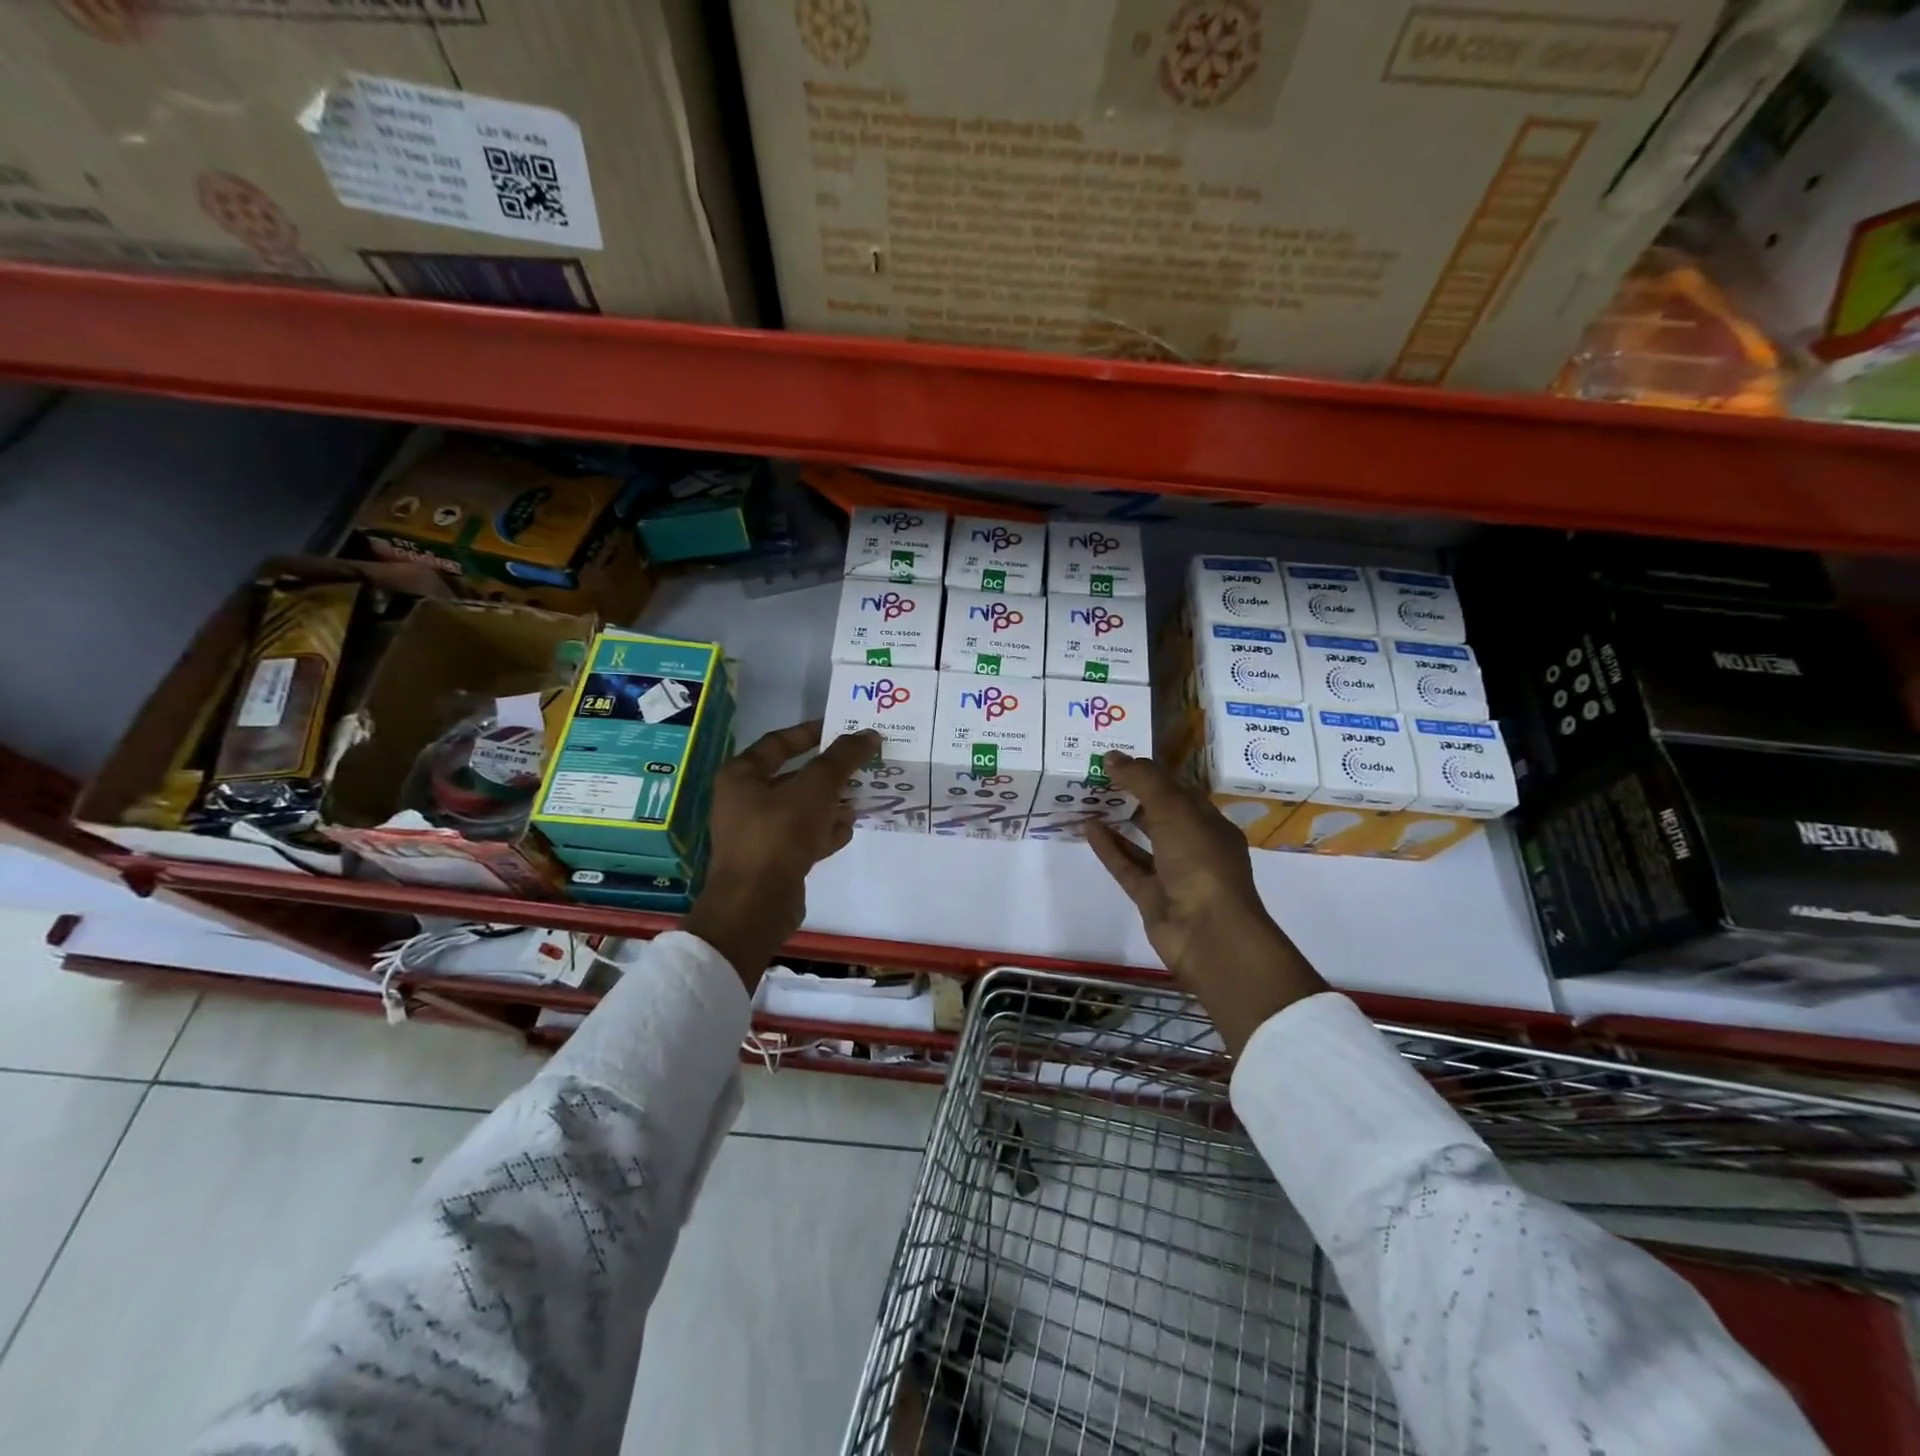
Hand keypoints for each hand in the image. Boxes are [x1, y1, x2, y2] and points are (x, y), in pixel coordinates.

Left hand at [683, 720, 879, 988]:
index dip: (812, 732)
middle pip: (795, 776)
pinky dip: (825, 832)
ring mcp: (759, 832)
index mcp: (742, 775)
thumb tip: (868, 734)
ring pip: (802, 808)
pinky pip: (803, 836)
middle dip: (830, 773)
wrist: (756, 905)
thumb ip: (842, 758)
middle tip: (863, 765)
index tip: (844, 729)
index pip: (780, 742)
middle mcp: (745, 800)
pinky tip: (847, 830)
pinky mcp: (773, 859)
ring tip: (861, 798)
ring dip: (832, 803)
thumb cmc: (779, 835)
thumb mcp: (815, 788)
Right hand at [1086, 752, 1327, 1054]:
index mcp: (1210, 823)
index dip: (1151, 772)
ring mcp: (1173, 874)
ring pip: (1142, 840)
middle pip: (1161, 814)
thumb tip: (1112, 756)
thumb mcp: (1174, 810)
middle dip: (1133, 794)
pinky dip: (1109, 846)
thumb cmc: (1200, 862)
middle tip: (1098, 774)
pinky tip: (1088, 826)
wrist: (1207, 933)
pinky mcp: (1151, 896)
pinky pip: (1127, 865)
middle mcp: (1194, 846)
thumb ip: (1143, 781)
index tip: (1119, 758)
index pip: (1179, 790)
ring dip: (1119, 820)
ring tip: (1089, 798)